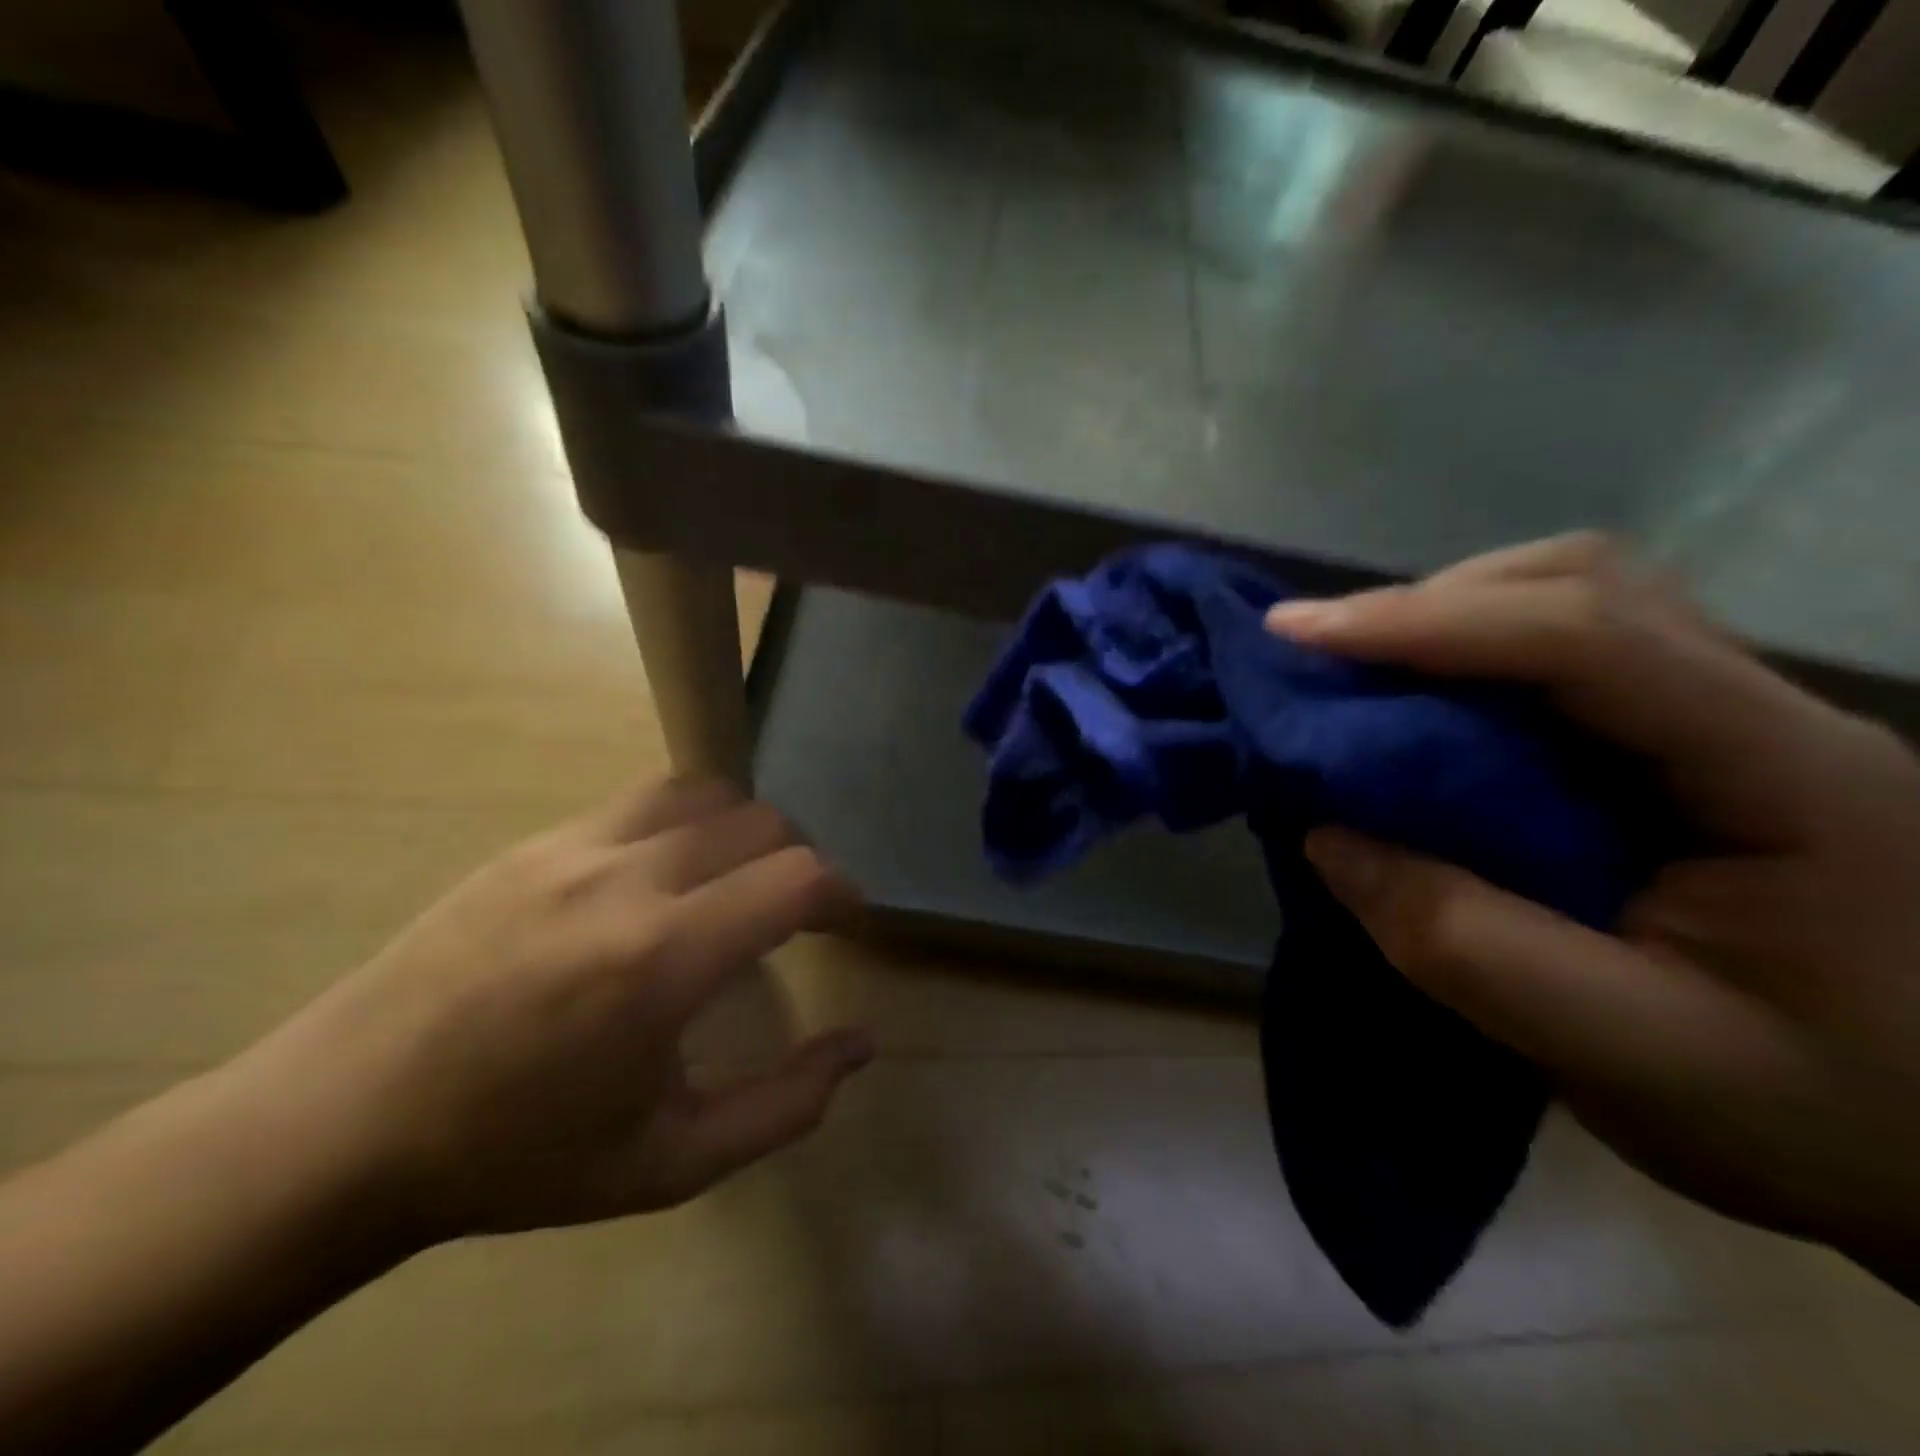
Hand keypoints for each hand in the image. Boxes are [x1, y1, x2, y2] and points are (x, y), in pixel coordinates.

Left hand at [242, 778, 872, 1243]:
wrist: (340, 1128)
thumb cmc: (517, 1156)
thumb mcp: (669, 1163)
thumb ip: (785, 1105)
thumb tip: (863, 1045)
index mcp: (662, 959)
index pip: (797, 877)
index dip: (843, 894)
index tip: (846, 925)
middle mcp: (626, 878)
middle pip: (761, 821)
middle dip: (799, 861)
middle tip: (793, 914)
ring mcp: (573, 847)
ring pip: (703, 792)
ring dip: (742, 828)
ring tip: (734, 880)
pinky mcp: (533, 841)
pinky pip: (640, 803)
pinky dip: (683, 824)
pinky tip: (662, 878)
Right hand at [1266, 534, 1919, 1290]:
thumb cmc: (1818, 1118)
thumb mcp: (1625, 1055)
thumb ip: (1460, 943)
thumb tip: (1326, 833)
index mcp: (1782, 773)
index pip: (1587, 637)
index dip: (1426, 621)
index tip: (1297, 636)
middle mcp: (1762, 712)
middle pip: (1585, 586)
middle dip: (1430, 605)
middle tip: (1320, 654)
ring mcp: (1729, 723)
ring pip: (1575, 608)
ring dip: (1448, 624)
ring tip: (1356, 673)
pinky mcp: (1688, 750)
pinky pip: (1566, 664)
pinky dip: (1469, 665)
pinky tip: (1422, 712)